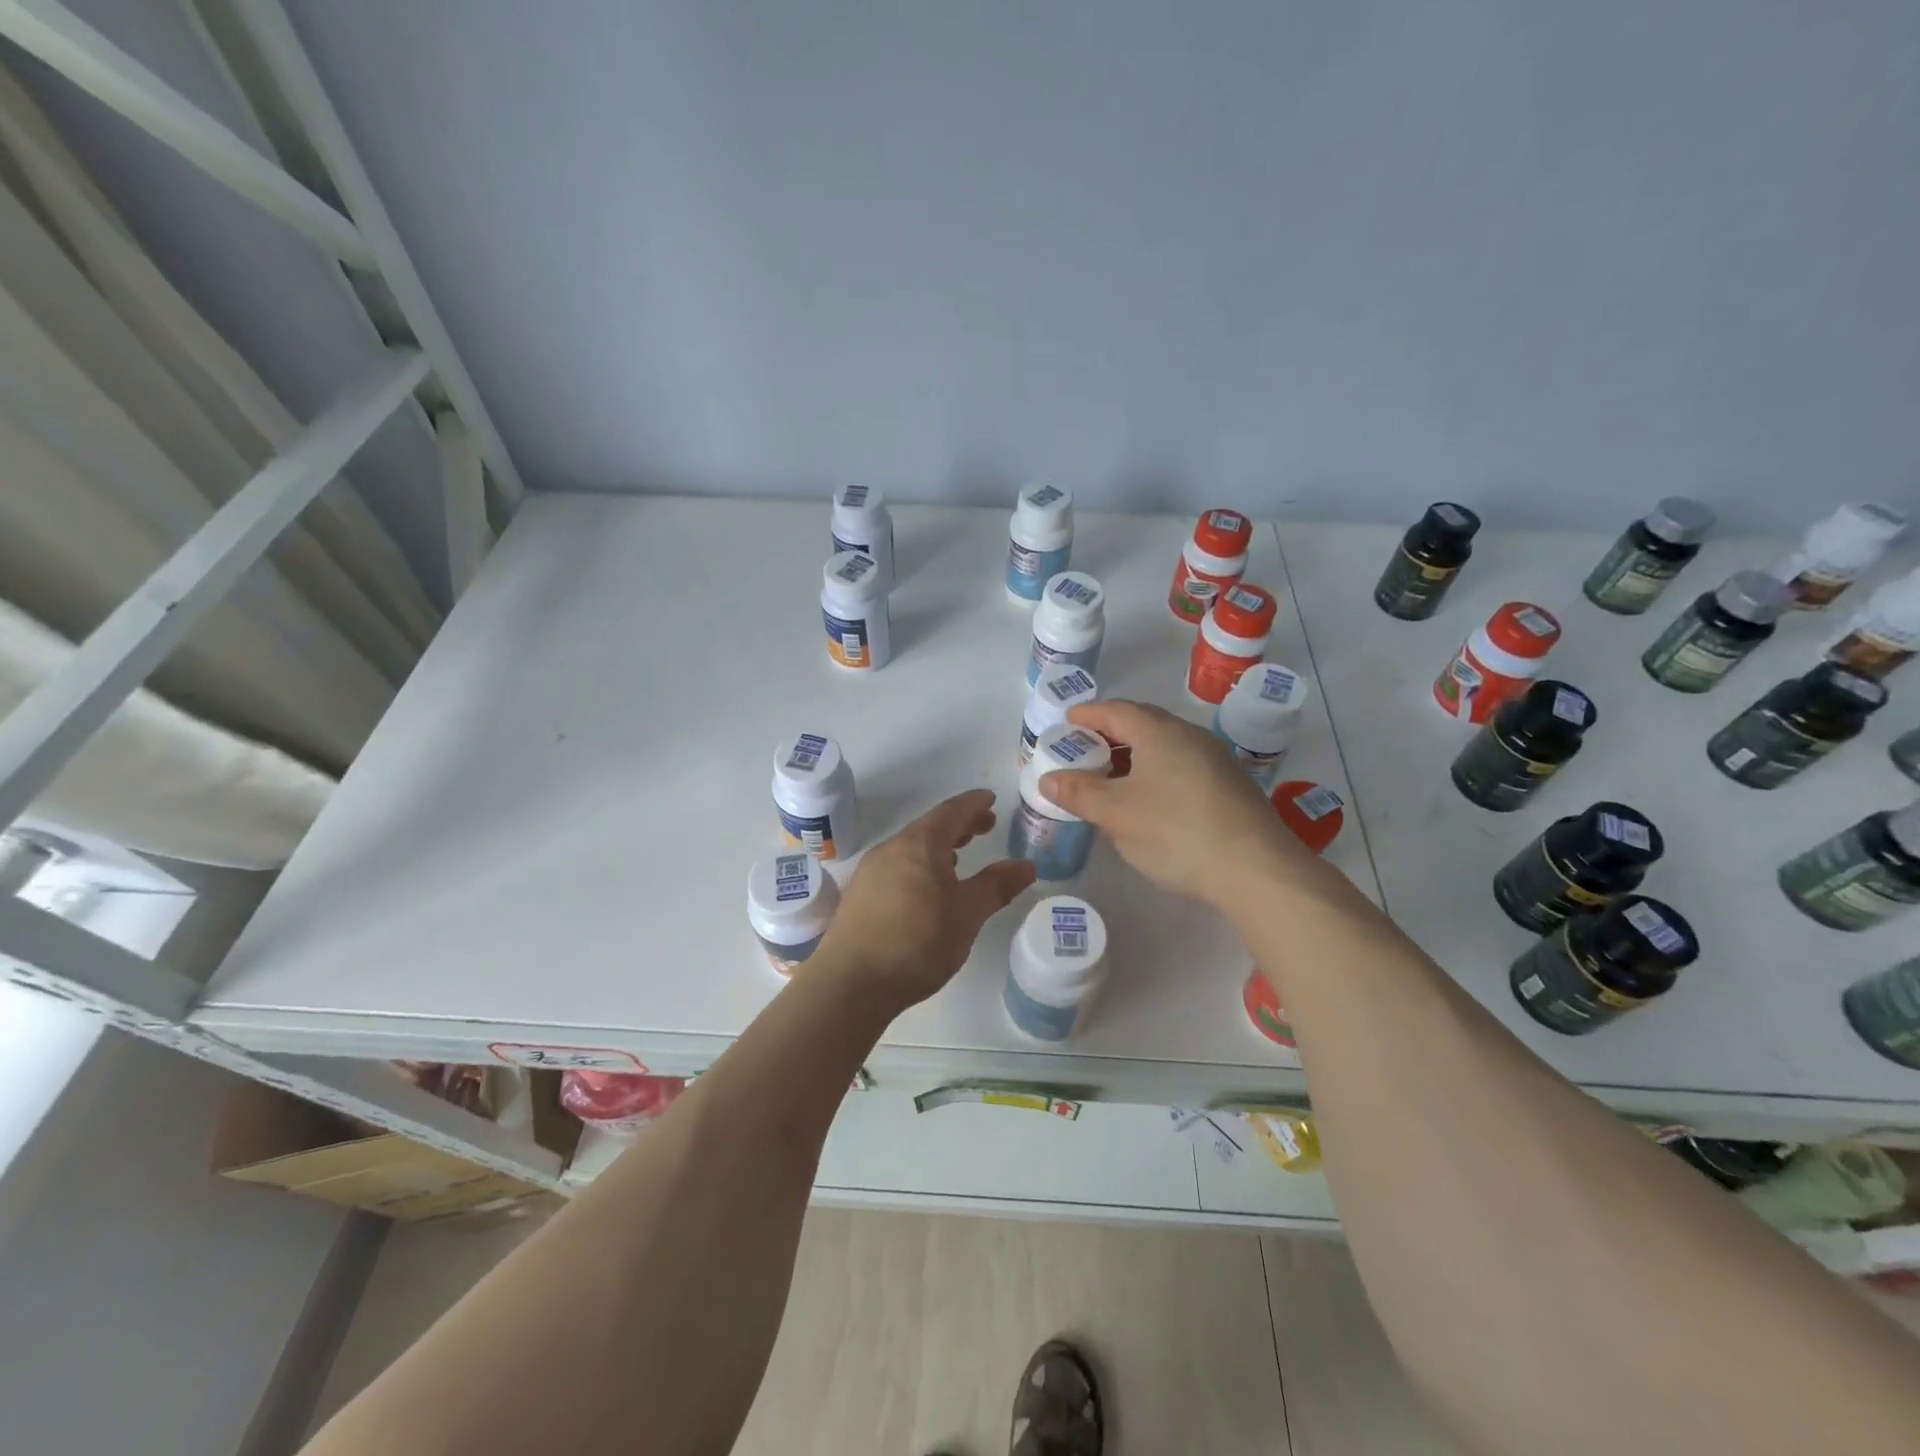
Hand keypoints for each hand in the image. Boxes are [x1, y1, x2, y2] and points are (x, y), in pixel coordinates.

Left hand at [814, 789, 1036, 1010]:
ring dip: (939, 846)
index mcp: (920, 844)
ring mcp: (871, 871)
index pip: (952, 811)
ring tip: (960, 857)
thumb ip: (997, 886)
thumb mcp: (967, 914)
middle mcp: (892, 849)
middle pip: (930, 826)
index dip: (974, 804)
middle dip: (960, 824)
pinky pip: (897, 865)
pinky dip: (920, 864)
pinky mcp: (859, 894)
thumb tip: (1026, 865)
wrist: (851, 983)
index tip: (991, 799)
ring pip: (911, 847)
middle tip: (986, 827)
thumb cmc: (918, 942)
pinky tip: (928, 887)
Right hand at [1038, 700, 1313, 907]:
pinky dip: (1156, 772)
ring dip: (1134, 756)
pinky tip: (1149, 801)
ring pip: (1164, 746)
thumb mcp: (1116, 814)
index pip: (1115, 710)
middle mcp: (1190, 735)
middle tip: (1083, 752)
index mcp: (1159, 731)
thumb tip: (1049, 778)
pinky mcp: (1231, 786)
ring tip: (1111, 779)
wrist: (1257, 870)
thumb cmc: (1176, 832)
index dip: (1087, 715)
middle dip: (1109, 735)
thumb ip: (1078, 792)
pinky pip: (1182, 766)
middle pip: (1142, 723)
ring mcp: (1216, 759)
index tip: (1066, 724)